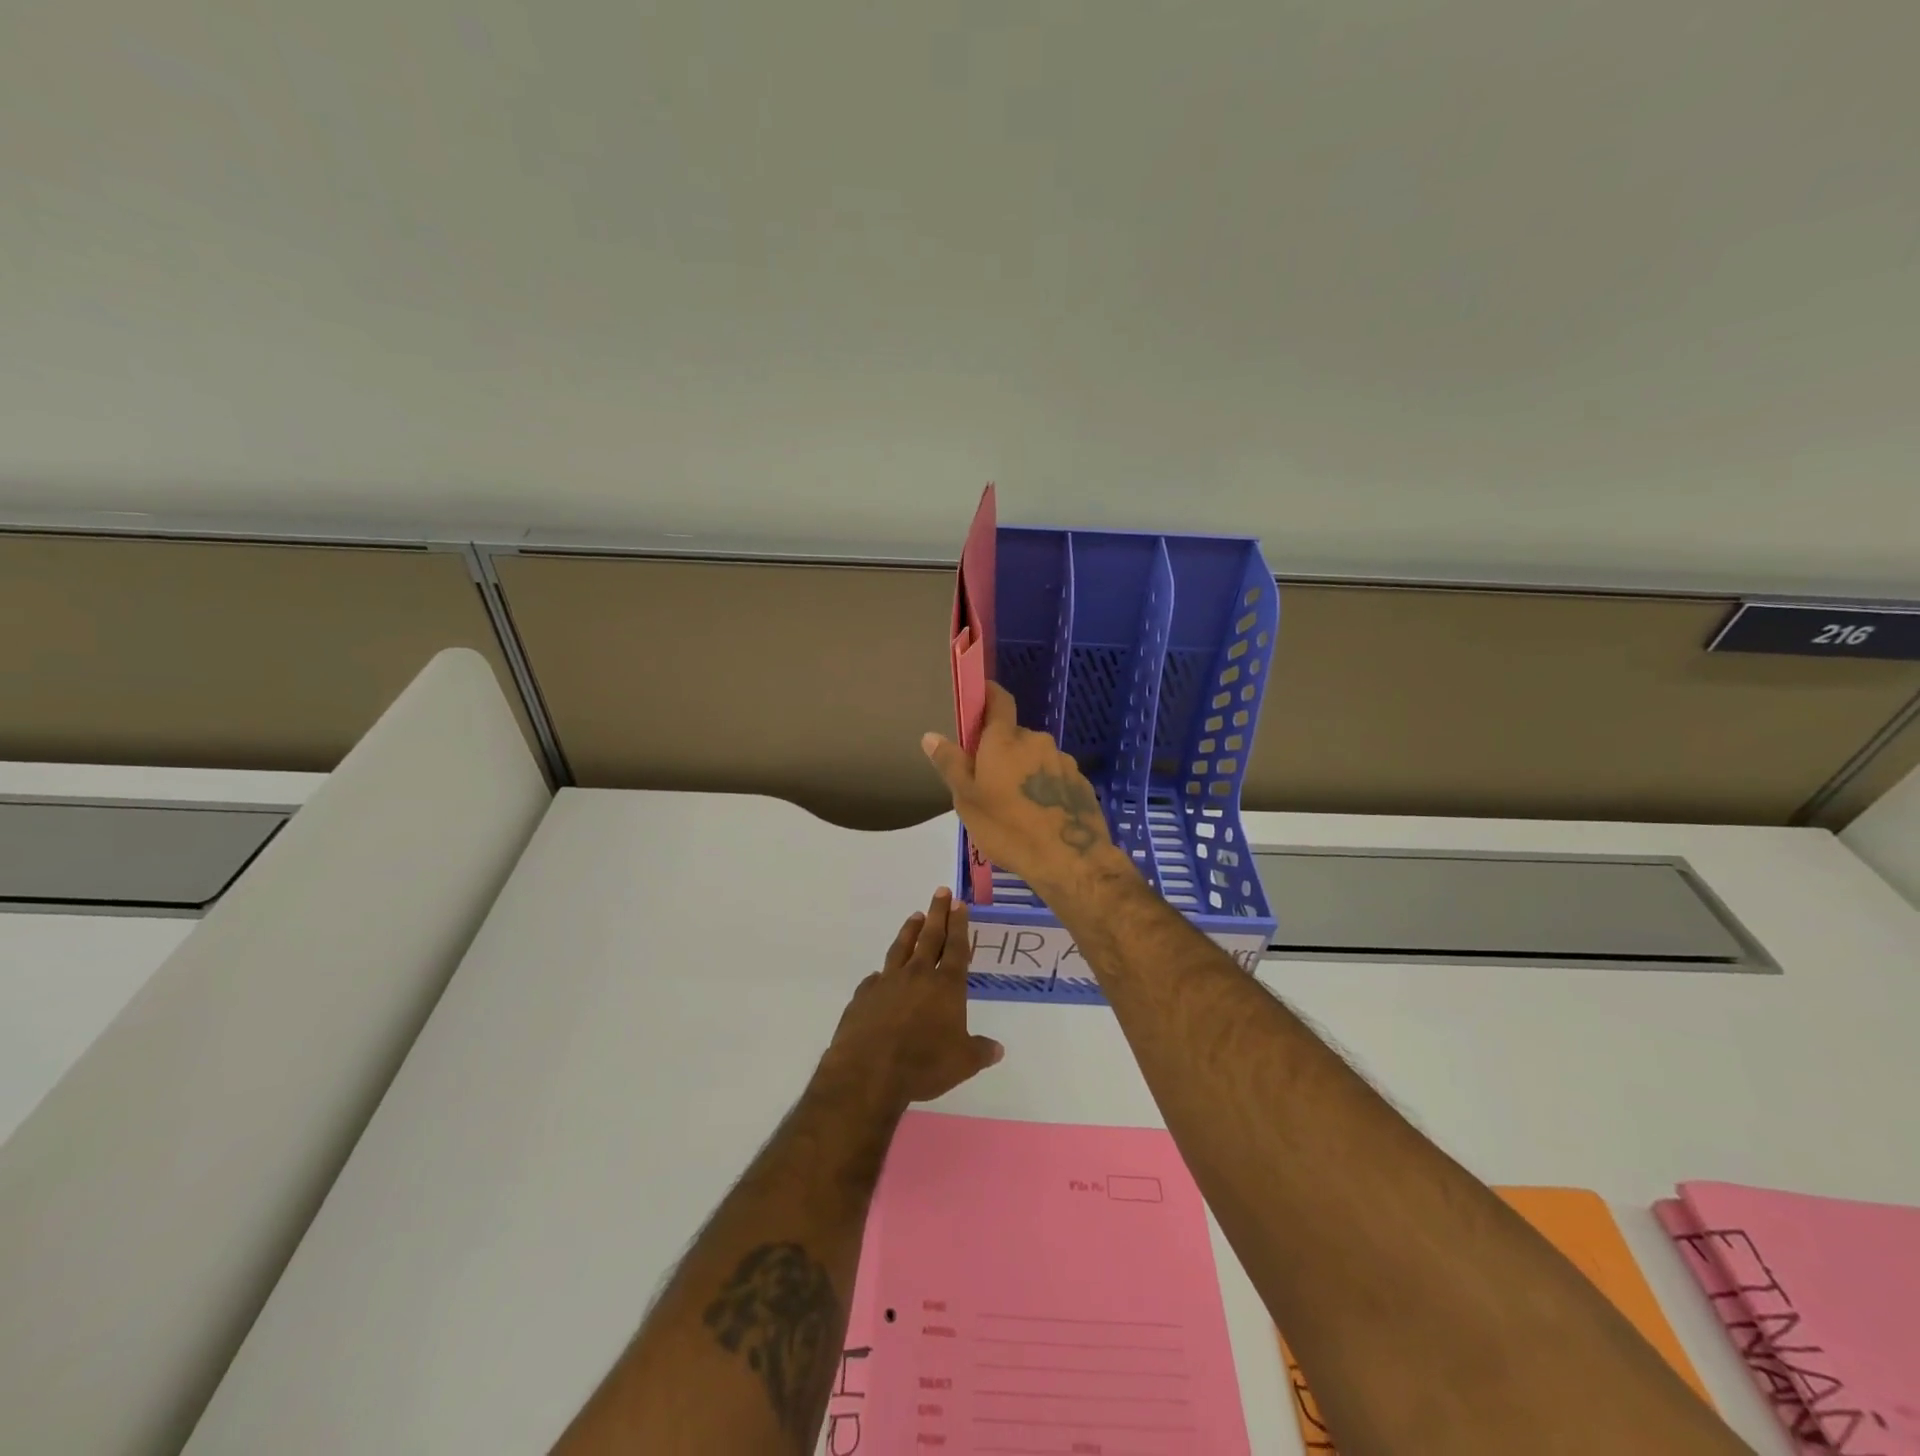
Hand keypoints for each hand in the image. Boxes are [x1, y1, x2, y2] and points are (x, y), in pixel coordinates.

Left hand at [824, 888, 1002, 1109]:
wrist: (868, 1072)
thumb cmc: (923, 1064)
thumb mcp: (962, 1063)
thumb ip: (980, 1051)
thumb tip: (997, 1048)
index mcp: (945, 986)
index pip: (955, 947)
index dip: (959, 924)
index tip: (959, 903)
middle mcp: (917, 975)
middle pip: (930, 937)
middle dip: (938, 913)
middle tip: (941, 891)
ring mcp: (887, 982)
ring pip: (901, 948)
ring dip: (910, 930)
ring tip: (915, 916)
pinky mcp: (864, 996)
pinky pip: (875, 979)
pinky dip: (882, 973)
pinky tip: (881, 974)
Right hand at [921, 683, 1119, 896]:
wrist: (1069, 860)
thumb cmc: (1008, 829)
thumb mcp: (967, 800)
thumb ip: (950, 764)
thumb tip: (931, 735)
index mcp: (1005, 740)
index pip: (999, 700)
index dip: (988, 694)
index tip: (978, 700)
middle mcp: (1037, 741)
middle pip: (1014, 736)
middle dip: (1001, 752)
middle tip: (989, 784)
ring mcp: (1063, 761)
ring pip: (1035, 758)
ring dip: (1024, 772)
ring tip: (1016, 808)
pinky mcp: (1080, 783)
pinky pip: (1054, 777)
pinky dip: (1044, 788)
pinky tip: (1039, 817)